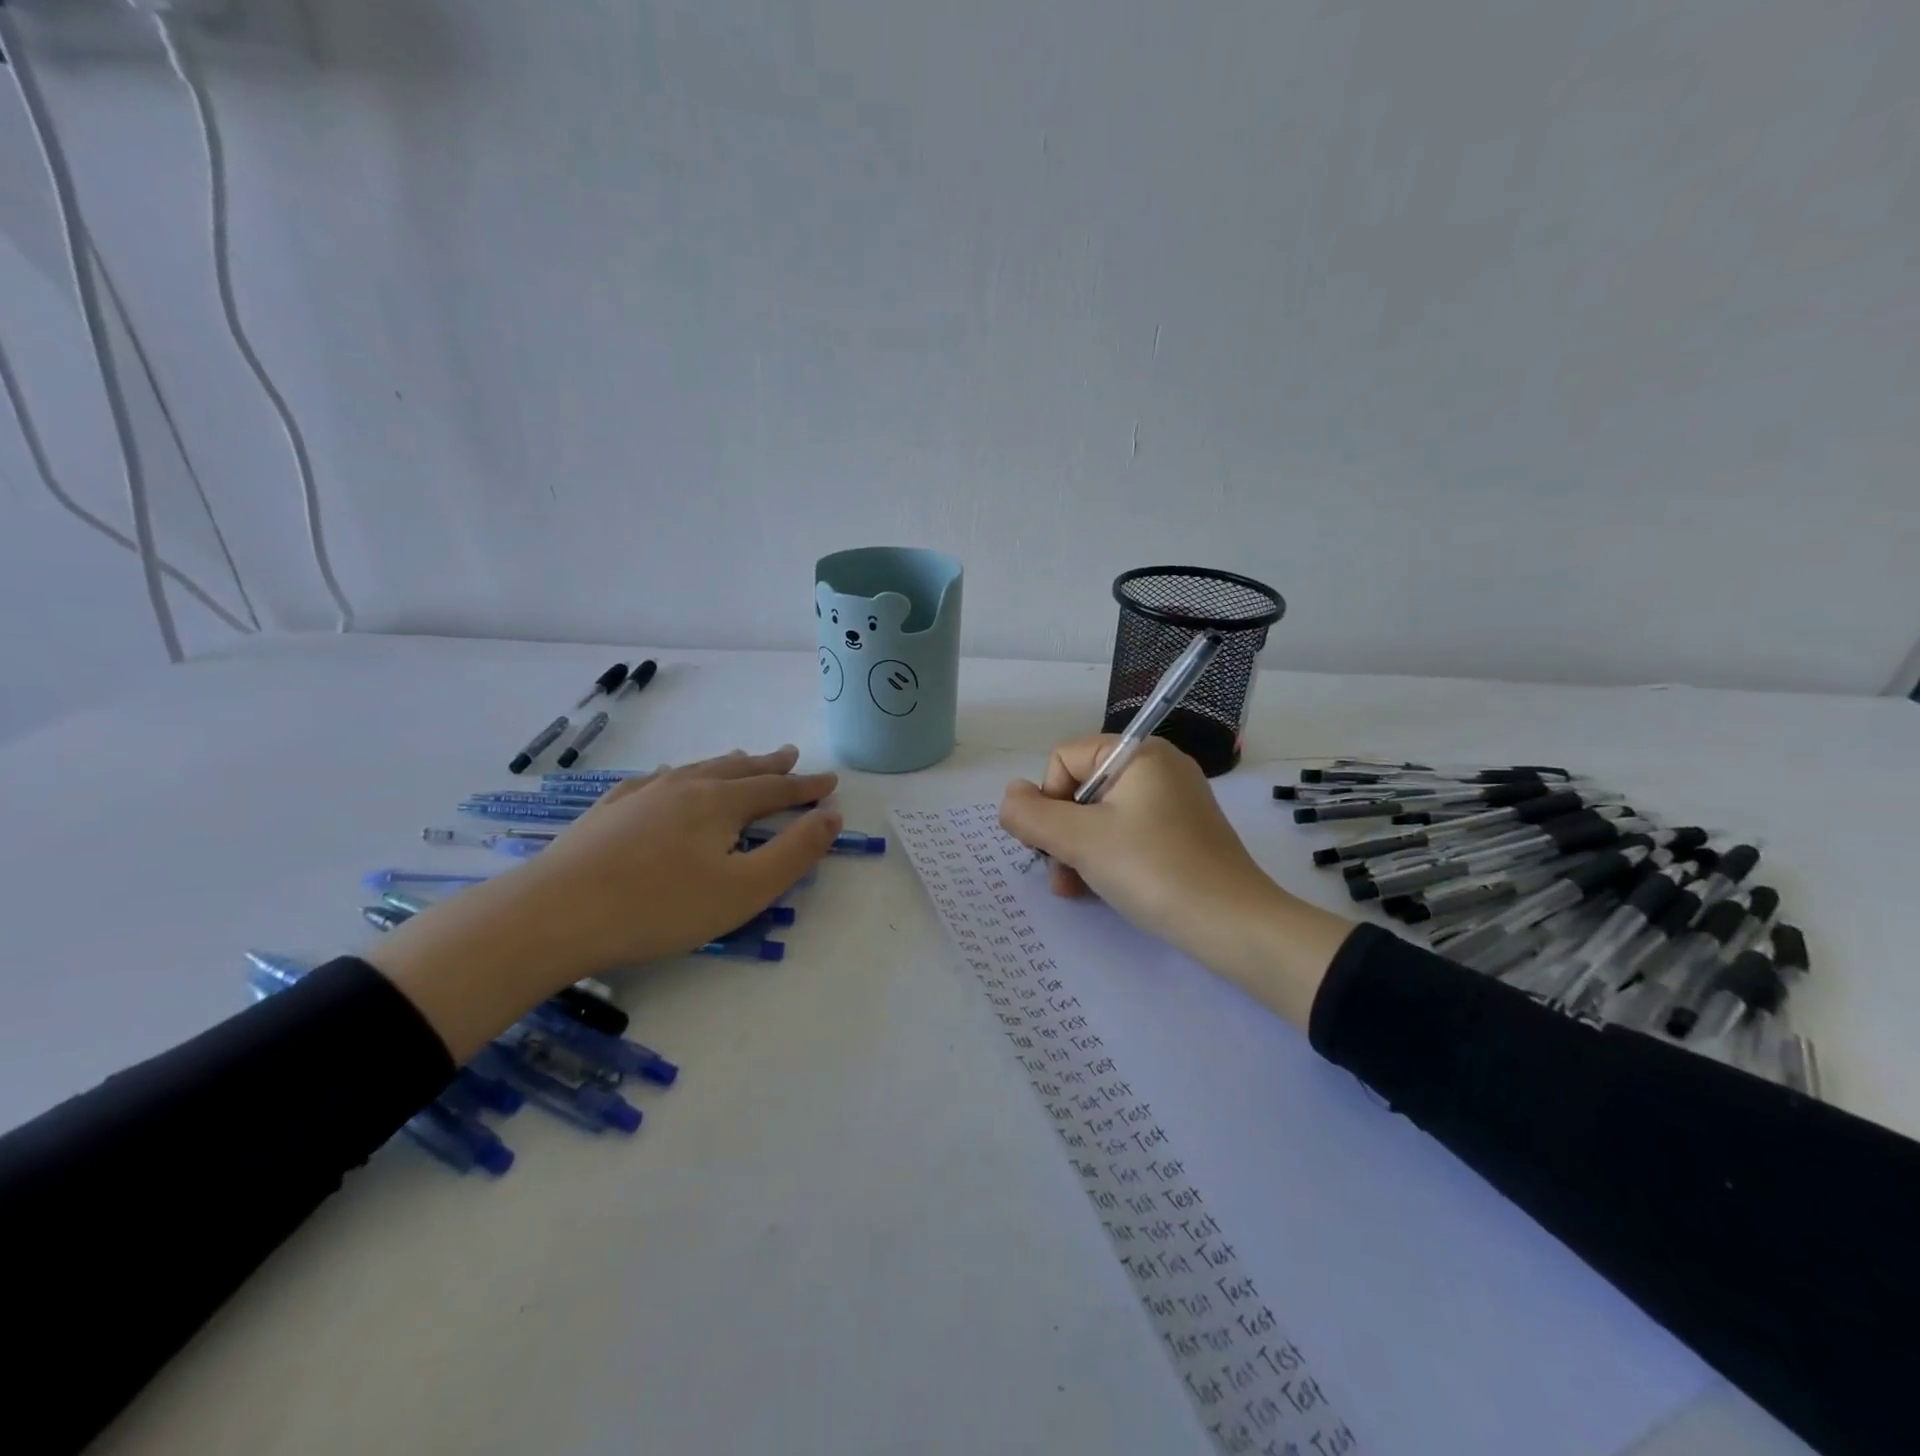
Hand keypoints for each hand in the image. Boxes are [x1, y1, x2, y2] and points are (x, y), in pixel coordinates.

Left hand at [517, 746, 840, 970]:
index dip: (806, 787)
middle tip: (791, 754)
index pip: (776, 789)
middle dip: (769, 765)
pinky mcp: (608, 811)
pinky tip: (667, 778)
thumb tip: (831, 816)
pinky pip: (652, 782)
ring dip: (726, 764)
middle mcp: (684, 787)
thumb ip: (794, 852)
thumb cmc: (661, 907)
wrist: (554, 914)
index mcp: (720, 803)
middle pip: (738, 770)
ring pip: (695, 769)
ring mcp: (641, 795)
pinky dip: (675, 776)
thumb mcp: (745, 889)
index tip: (829, 781)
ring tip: (742, 758)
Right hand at [998, 735, 1352, 1026]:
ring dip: (1077, 851)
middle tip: (1061, 873)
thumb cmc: (1153, 870)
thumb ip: (1030, 814)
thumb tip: (1010, 796)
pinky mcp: (1180, 834)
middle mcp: (1157, 768)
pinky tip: (1098, 890)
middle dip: (1061, 833)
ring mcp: (1172, 802)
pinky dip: (1105, 858)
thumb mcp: (1080, 840)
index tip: (1051, 842)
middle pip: (1080, 788)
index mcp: (1138, 753)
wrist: (1233, 926)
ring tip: (1075, 889)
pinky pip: (1126, 834)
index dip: (1048, 800)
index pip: (1063, 759)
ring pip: (1099, 816)